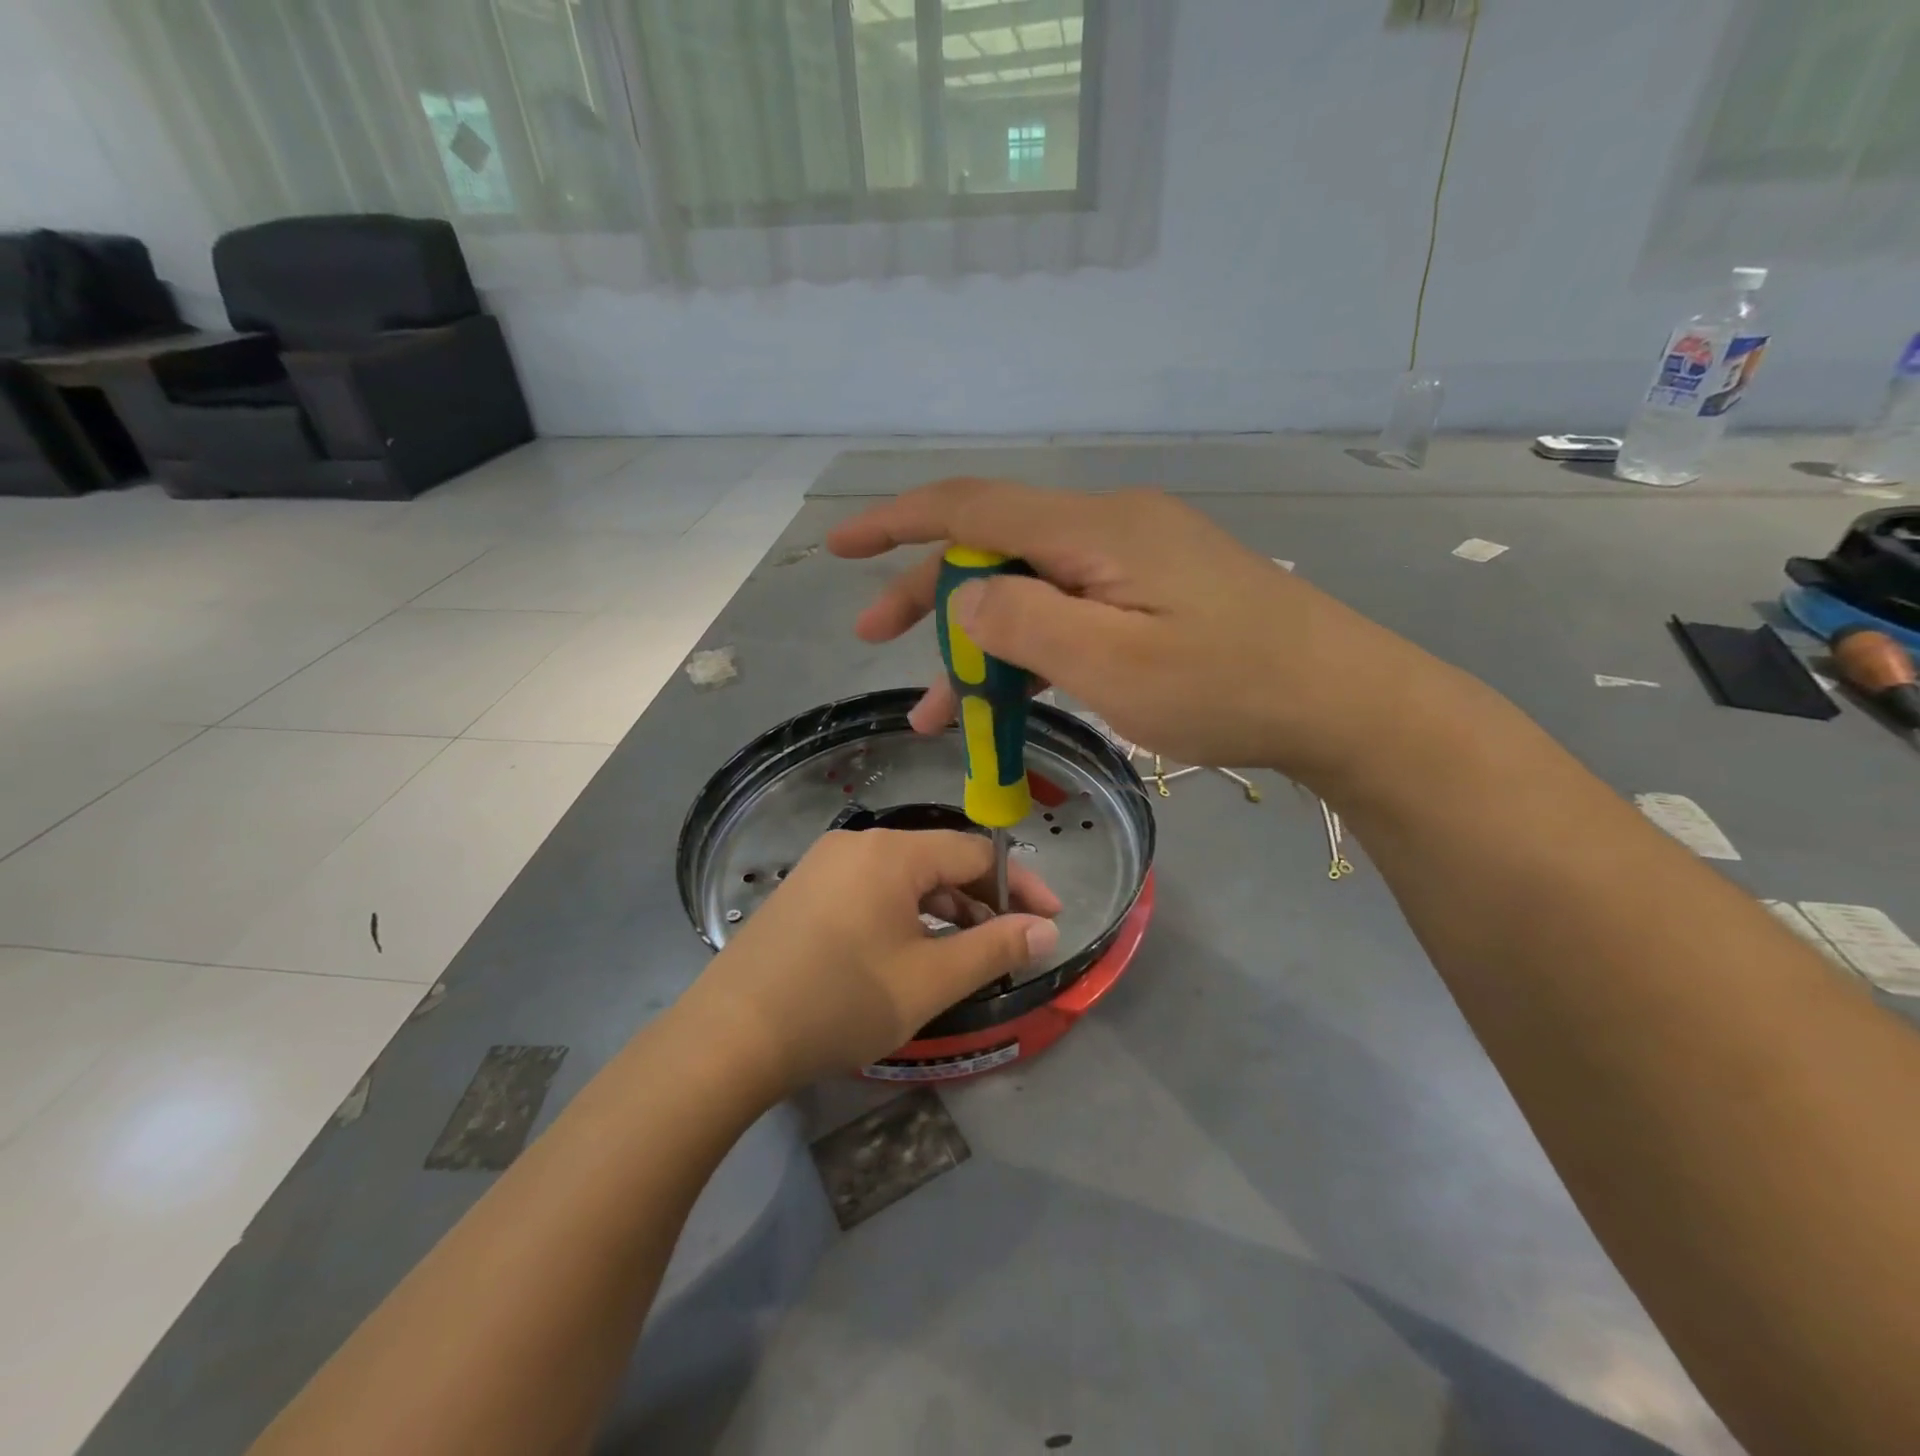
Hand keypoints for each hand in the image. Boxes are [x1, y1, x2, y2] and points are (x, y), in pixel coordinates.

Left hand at [682, 829, 1060, 1090]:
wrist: (729, 1038)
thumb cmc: (840, 1002)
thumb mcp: (929, 980)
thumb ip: (994, 949)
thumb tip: (1046, 929)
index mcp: (891, 852)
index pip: (975, 854)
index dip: (1019, 886)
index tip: (1049, 921)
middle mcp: (857, 844)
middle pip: (938, 861)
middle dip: (981, 902)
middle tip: (1009, 945)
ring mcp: (824, 866)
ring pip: (904, 878)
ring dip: (943, 911)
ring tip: (964, 955)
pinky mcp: (804, 892)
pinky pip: (871, 891)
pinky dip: (904, 915)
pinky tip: (909, 953)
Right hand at [826, 478, 1430, 780]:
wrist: (1339, 701)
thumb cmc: (1228, 686)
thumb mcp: (1112, 664)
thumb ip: (1025, 624)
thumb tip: (962, 598)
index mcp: (1094, 531)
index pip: (973, 506)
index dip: (897, 522)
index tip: (840, 547)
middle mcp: (1107, 532)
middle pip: (993, 549)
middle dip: (926, 594)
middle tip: (874, 639)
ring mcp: (1131, 565)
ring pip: (1028, 592)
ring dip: (976, 643)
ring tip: (935, 709)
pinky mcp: (1149, 598)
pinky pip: (1067, 615)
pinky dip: (1027, 655)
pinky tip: (1004, 700)